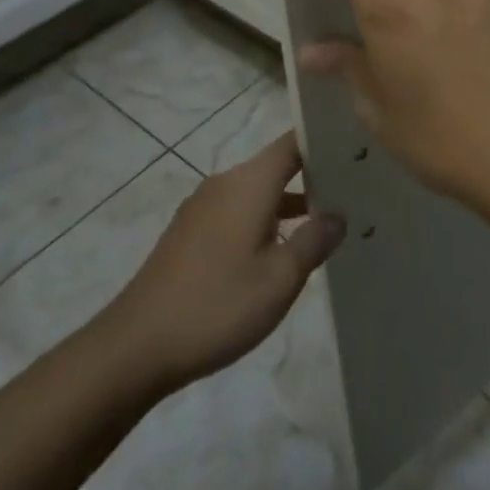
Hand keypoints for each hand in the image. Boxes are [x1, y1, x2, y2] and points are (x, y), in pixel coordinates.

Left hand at [95, 133, 345, 392]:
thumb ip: (315, 240)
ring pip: (258, 191)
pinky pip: (237, 211)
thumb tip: (337, 216)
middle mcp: (226, 183)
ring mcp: (203, 208)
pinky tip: (279, 250)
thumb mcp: (280, 279)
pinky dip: (264, 219)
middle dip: (313, 174)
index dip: (325, 139)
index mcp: (250, 182)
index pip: (294, 141)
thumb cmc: (216, 306)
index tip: (357, 148)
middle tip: (354, 189)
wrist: (133, 349)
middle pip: (277, 165)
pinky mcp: (189, 233)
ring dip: (289, 202)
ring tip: (325, 222)